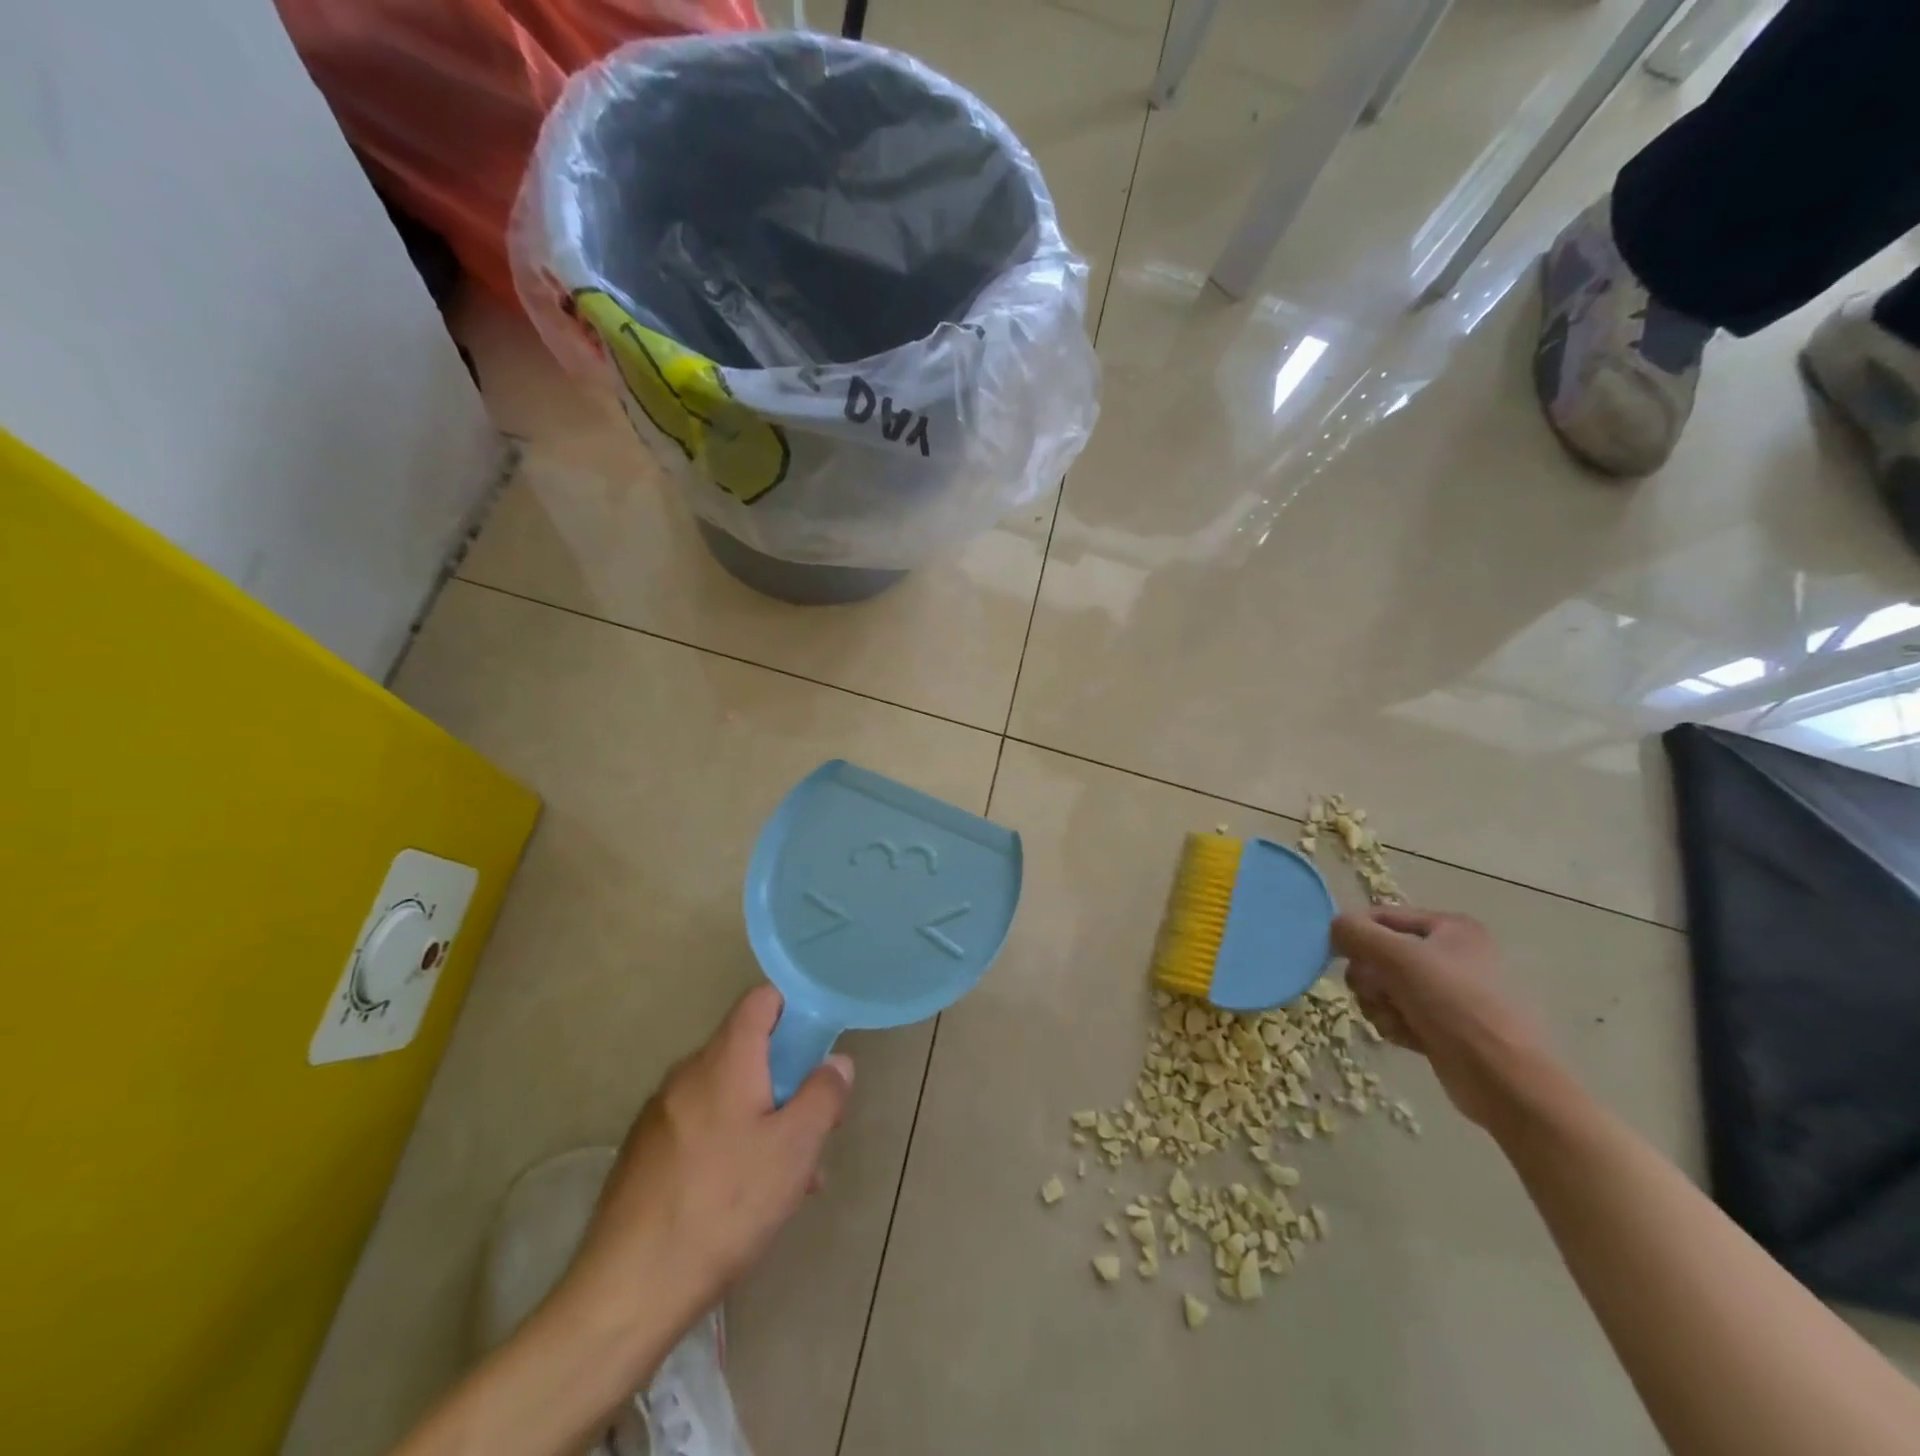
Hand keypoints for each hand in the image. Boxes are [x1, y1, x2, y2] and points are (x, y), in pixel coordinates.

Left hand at [555, 986, 853, 1348]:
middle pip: (748, 1051)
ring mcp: (660, 1114)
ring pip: (727, 1095)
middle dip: (787, 1080)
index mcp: (724, 1059)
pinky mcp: (643, 1154)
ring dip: (763, 1119)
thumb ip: (823, 1096)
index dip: (795, 1010)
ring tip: (790, 1179)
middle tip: (814, 1128)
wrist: (626, 1291)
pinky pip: (701, 1127)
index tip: (819, 1047)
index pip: (762, 999)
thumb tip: (836, 1062)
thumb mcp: (794, 1150)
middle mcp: (688, 1073)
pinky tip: (745, 1199)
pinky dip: (730, 1143)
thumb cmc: (723, 1206)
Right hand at [1332, 906, 1557, 1129]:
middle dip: (1370, 977)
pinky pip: (1399, 1014)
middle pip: (1380, 954)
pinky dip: (1395, 1024)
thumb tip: (1334, 926)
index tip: (1338, 956)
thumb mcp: (1399, 957)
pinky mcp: (1443, 1027)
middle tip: (1377, 992)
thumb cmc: (1456, 1006)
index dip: (1356, 934)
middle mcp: (1451, 955)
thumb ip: (1357, 933)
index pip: (1382, 916)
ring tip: (1396, 1020)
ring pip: (1384, 987)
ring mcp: (1449, 993)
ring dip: (1379, 1004)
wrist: (1506, 1081)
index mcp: (1450, 928)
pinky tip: (1407, 1038)